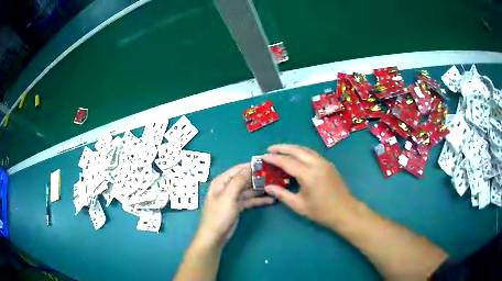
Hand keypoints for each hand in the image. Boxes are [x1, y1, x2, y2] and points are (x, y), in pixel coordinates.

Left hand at [195, 163, 273, 248]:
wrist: (214, 237)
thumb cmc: (219, 215)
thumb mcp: (228, 196)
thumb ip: (239, 181)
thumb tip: (250, 168)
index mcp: (221, 182)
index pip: (237, 169)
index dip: (250, 166)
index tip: (266, 163)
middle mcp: (227, 187)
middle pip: (244, 179)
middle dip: (258, 178)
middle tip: (274, 176)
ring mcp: (232, 198)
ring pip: (248, 190)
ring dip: (260, 189)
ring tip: (275, 187)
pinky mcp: (237, 207)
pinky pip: (249, 200)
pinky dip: (259, 200)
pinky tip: (270, 200)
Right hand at [263, 144, 357, 227]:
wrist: (345, 211)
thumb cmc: (321, 211)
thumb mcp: (299, 206)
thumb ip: (282, 194)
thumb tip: (267, 187)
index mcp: (308, 174)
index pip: (287, 162)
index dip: (274, 158)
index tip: (262, 156)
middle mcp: (317, 164)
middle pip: (297, 150)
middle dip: (282, 148)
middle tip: (270, 148)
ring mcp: (324, 162)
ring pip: (306, 149)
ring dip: (292, 148)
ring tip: (281, 150)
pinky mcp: (329, 164)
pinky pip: (312, 153)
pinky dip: (301, 152)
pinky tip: (297, 156)